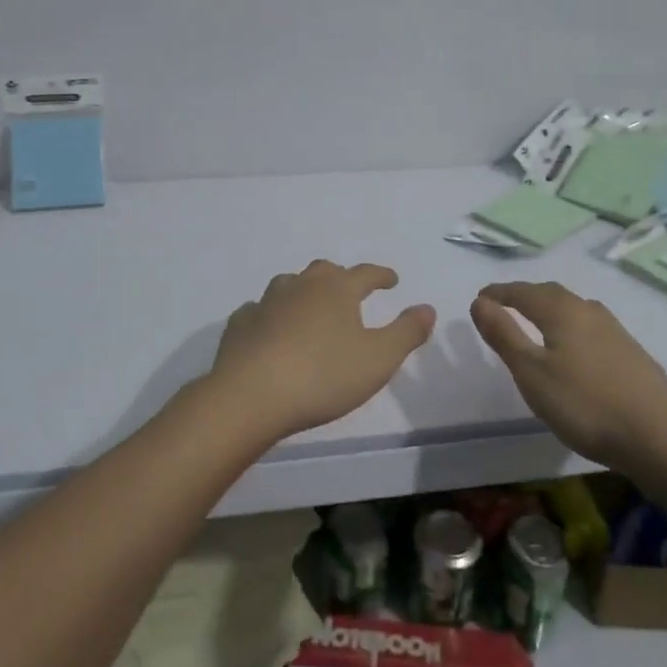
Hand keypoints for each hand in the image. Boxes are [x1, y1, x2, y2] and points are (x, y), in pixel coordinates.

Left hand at [199, 260, 435, 444]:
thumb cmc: (323, 376)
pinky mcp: (240, 324)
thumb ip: (406, 332)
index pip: (366, 273)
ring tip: (311, 306)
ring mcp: (266, 302)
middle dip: (341, 278)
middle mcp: (301, 286)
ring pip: (289, 285)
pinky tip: (269, 327)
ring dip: (303, 291)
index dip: (381, 275)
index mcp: (337, 289)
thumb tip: (427, 307)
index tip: (392, 280)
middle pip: (324, 271)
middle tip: (350, 290)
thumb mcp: (379, 358)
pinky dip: (270, 314)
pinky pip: (259, 310)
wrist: (251, 395)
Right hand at [470, 281, 666, 472]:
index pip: (523, 292)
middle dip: (525, 296)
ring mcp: (616, 332)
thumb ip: (504, 335)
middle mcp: (590, 312)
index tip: (481, 297)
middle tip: (505, 305)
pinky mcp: (632, 354)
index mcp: (562, 311)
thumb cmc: (585, 404)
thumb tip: (479, 302)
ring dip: (551, 310)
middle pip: (552, 294)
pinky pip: (591, 328)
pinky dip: (572, 328)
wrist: (661, 437)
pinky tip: (575, 350)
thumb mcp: (532, 373)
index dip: (499, 293)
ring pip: (575, 310)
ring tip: (536, 324)